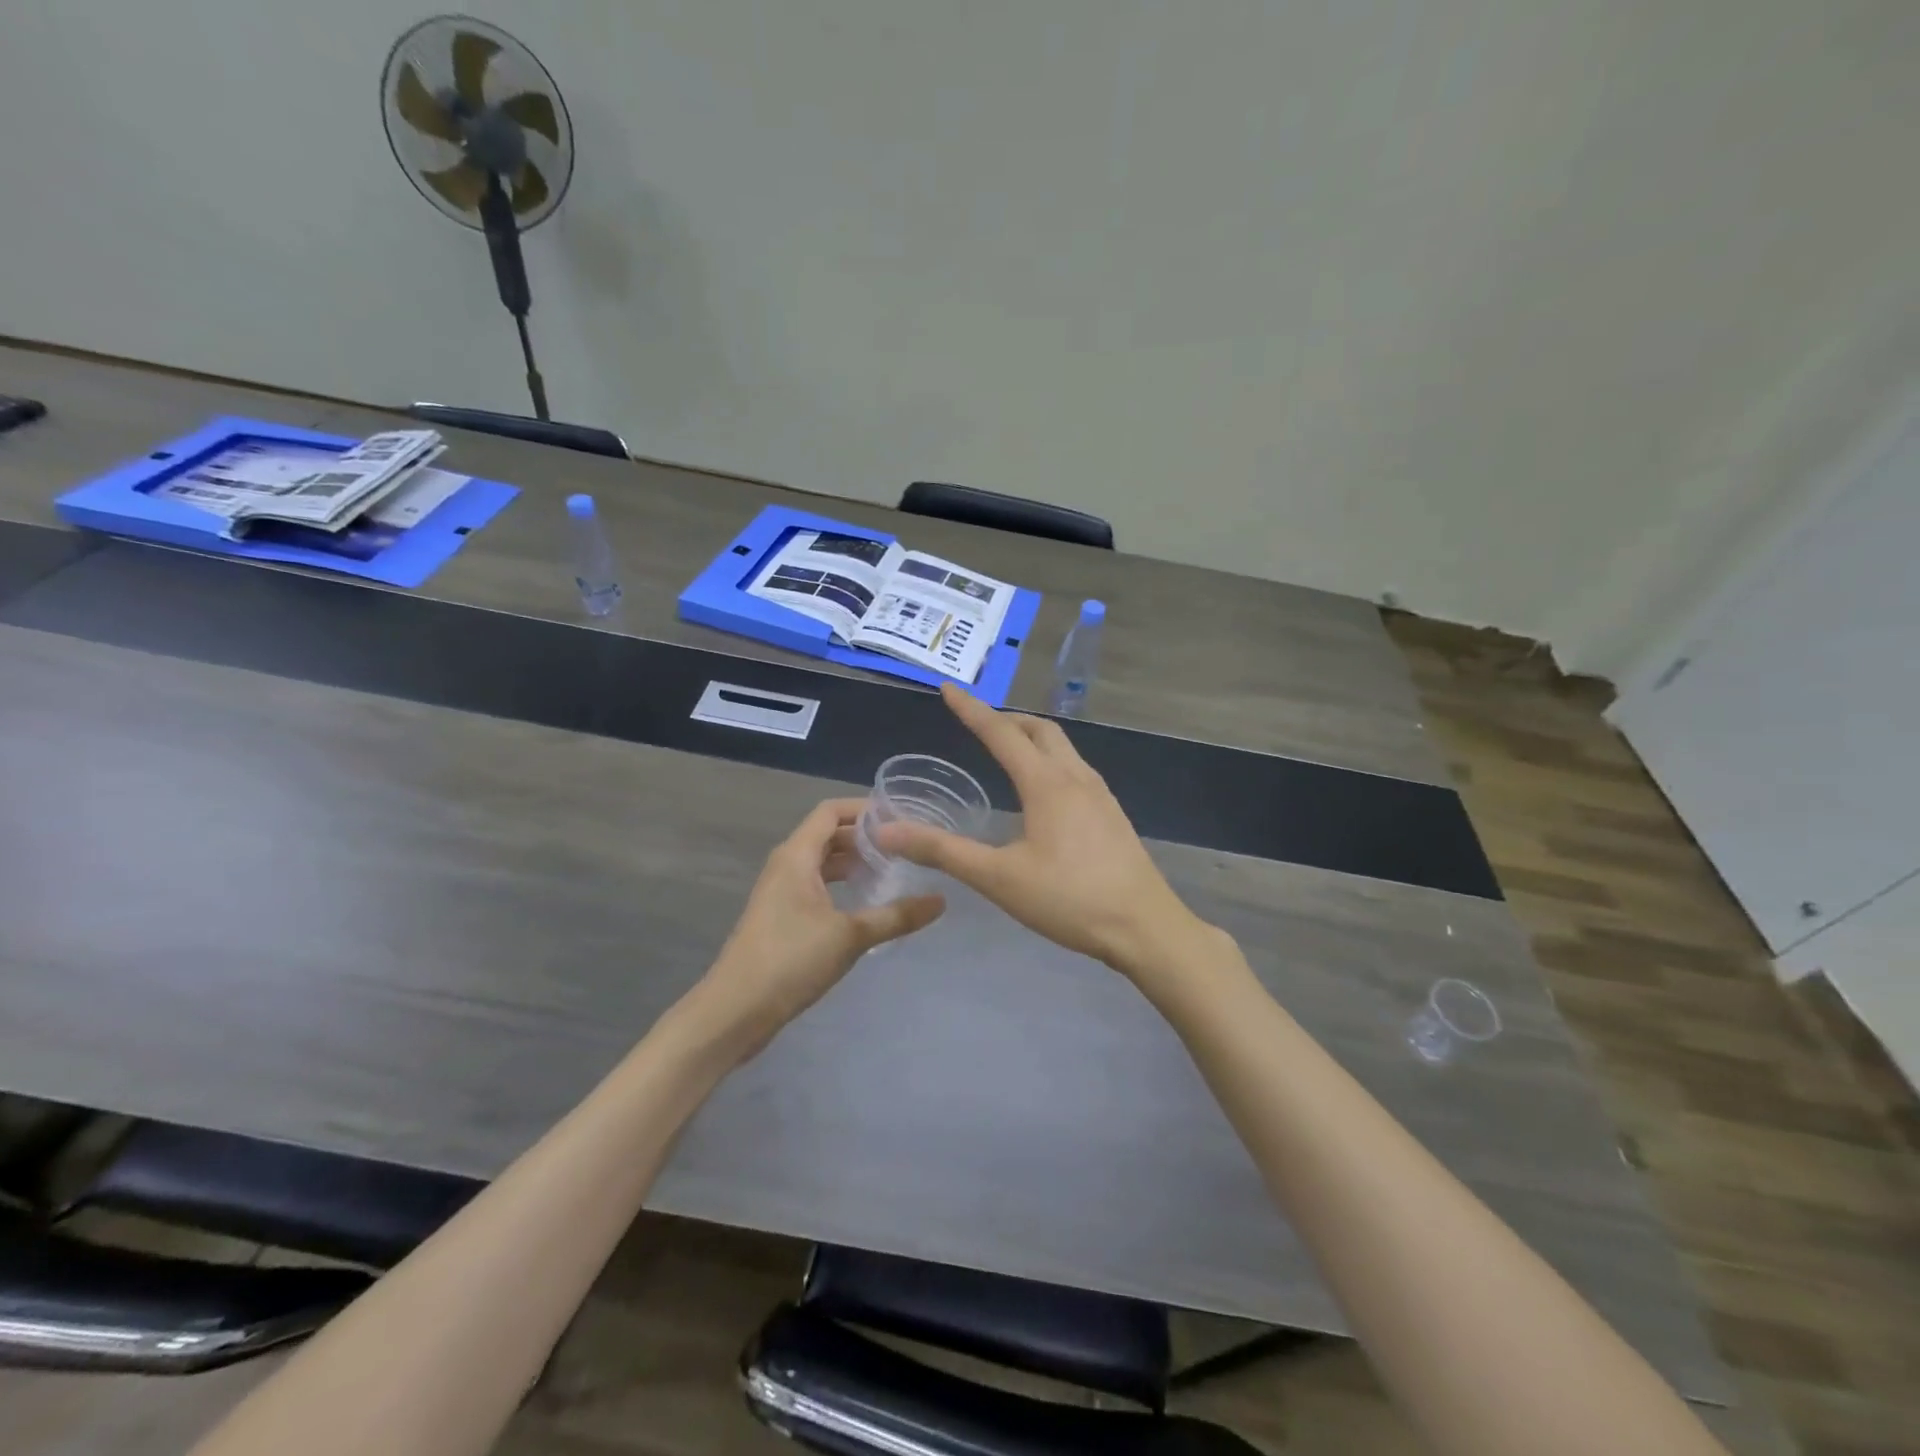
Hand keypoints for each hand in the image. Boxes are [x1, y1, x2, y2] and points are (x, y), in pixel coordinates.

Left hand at [695, 799, 944, 1058]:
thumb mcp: (851, 936)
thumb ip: (896, 915)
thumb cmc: (790, 960)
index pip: (831, 811)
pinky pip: (816, 886)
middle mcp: (787, 865)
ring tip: (893, 871)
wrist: (734, 1011)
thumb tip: (941, 900)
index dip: (865, 809)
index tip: (901, 817)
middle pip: (828, 835)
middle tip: (906, 846)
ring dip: (854, 862)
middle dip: (865, 837)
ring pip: (822, 863)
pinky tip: (866, 903)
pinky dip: (841, 885)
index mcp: (797, 856)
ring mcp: (781, 892)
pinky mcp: (781, 917)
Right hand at [877, 684, 1212, 982]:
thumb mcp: (999, 878)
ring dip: (1031, 738)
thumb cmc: (1069, 899)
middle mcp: (1076, 777)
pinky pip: (1076, 769)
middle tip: (977, 725)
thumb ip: (943, 852)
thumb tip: (887, 831)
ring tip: (1007, 752)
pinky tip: (1044, 793)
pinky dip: (1050, 761)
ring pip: (1062, 748)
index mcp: (1046, 783)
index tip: (948, 689)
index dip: (971, 709)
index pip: (1001, 732)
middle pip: (1039, 729)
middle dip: (1006, 719)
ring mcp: (1100, 794)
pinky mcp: (1112, 814)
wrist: (1145, 927)